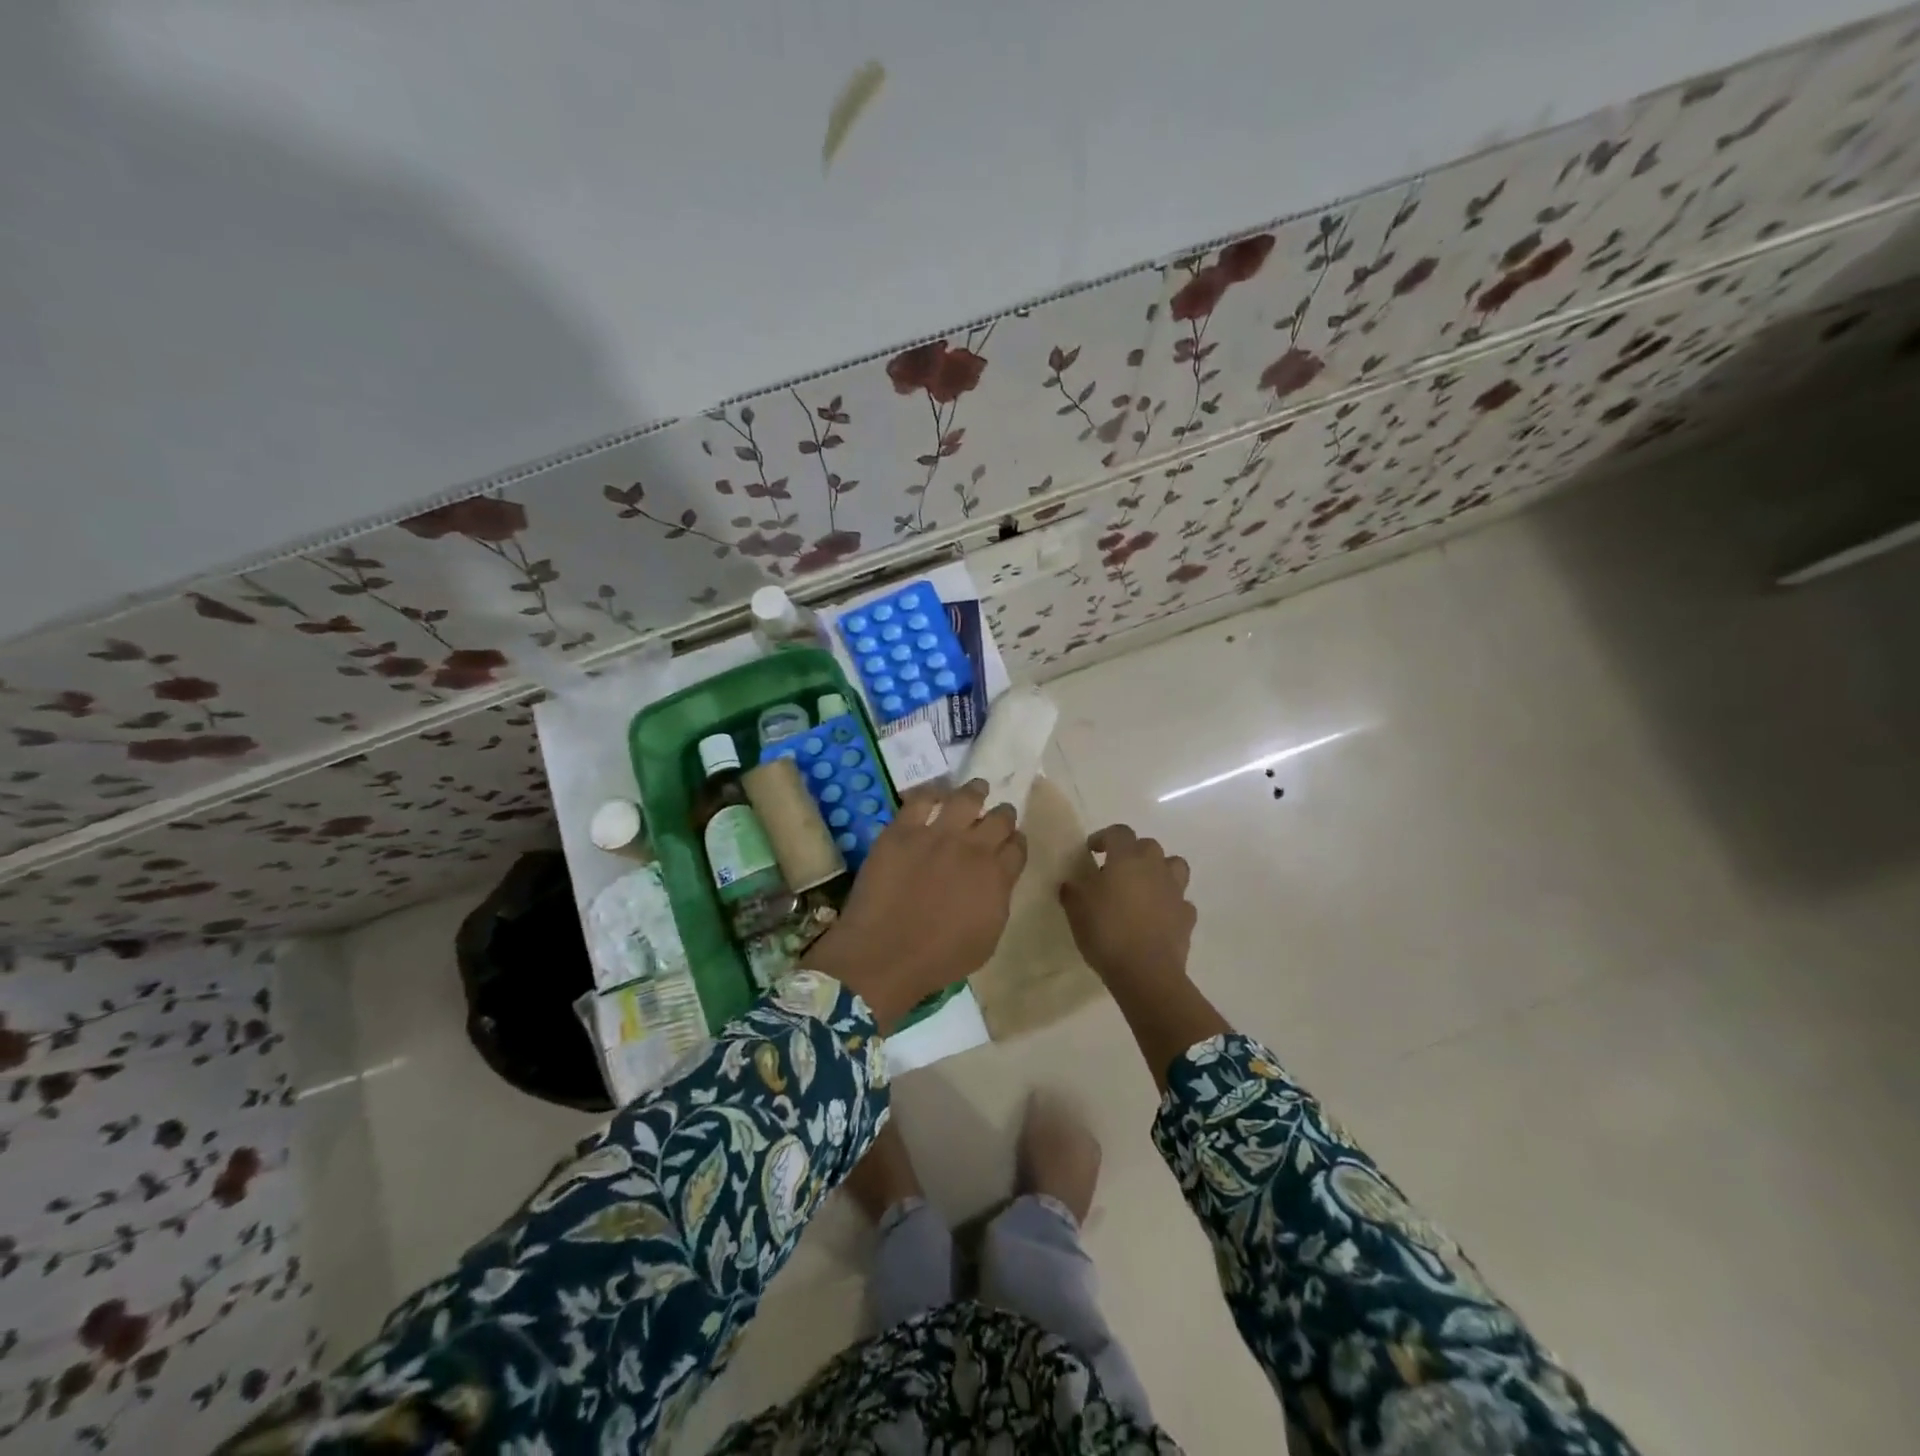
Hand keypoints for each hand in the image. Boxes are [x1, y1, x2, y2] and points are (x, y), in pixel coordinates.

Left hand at [805, 778, 1026, 1029]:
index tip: (1011, 843)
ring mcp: (937, 834)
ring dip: (975, 792)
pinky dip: (932, 794)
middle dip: (1002, 815)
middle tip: (997, 815)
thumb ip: (997, 901)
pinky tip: (934, 796)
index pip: (1018, 846)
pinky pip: (921, 799)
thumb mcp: (987, 939)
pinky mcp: (903, 830)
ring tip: (976, 789)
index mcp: (997, 876)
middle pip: (1000, 817)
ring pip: (966, 797)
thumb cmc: (939, 959)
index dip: (1015, 842)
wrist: (884, 954)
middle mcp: (973, 848)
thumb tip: (996, 881)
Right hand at [1060, 825, 1195, 990]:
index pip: (1118, 832)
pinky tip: (1157, 916)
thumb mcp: (1076, 909)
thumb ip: (1073, 890)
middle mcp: (1155, 867)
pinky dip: (1170, 903)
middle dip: (1132, 853)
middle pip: (1147, 846)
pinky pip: (1180, 900)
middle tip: (1115, 871)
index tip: (1091, 851)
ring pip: (1174, 866)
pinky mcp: (1187, 916)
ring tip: (1143, 887)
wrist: (1146, 972)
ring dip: (1159, 871)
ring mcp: (1175, 891)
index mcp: (1127, 858)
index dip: (1103, 837)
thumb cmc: (1107, 932)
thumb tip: (1072, 883)